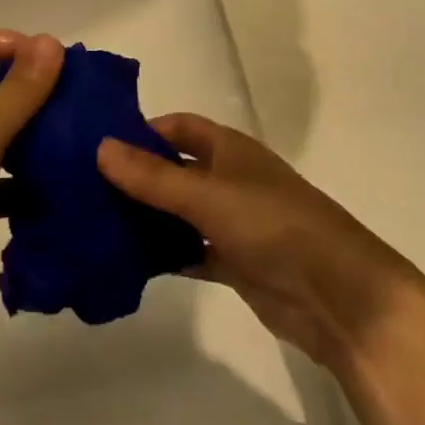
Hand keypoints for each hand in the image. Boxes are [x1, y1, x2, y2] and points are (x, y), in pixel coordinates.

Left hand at [0, 28, 64, 322]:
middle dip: (35, 97)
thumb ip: (20, 89)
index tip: (55, 65)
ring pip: (2, 141)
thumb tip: (53, 41)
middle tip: (80, 109)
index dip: (15, 44)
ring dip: (36, 144)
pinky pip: (2, 186)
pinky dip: (27, 188)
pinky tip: (60, 195)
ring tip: (80, 150)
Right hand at [97, 115, 417, 373]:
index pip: (178, 127)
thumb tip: (99, 147)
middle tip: (85, 187)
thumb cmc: (272, 225)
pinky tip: (128, 262)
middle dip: (137, 176)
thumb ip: (152, 176)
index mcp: (229, 149)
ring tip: (96, 224)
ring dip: (148, 217)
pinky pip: (190, 250)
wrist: (339, 296)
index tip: (99, 144)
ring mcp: (233, 222)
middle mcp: (229, 178)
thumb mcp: (207, 194)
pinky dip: (165, 254)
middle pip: (175, 169)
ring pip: (180, 212)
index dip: (142, 130)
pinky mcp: (235, 262)